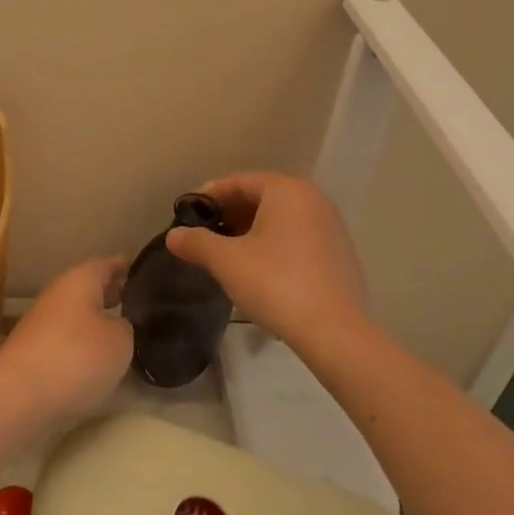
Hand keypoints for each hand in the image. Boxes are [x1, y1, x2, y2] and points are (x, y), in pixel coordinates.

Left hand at [0, 256, 133, 418]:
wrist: (18, 396)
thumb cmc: (76, 356)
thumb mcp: (120, 341)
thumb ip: (125, 327)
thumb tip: (118, 326)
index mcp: (80, 280)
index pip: (106, 264)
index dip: (124, 266)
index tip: (142, 270)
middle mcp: (58, 295)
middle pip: (89, 289)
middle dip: (111, 295)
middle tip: (138, 303)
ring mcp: (41, 324)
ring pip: (76, 316)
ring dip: (95, 322)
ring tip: (122, 335)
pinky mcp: (32, 354)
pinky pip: (66, 341)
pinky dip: (81, 345)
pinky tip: (96, 363)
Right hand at [164, 173, 367, 344]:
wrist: (334, 332)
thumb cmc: (276, 284)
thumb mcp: (227, 261)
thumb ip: (197, 242)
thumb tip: (173, 235)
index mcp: (287, 190)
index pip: (240, 182)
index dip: (210, 196)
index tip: (188, 214)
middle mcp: (313, 199)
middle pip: (262, 197)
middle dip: (231, 213)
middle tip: (205, 234)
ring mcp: (331, 226)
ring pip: (281, 218)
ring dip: (252, 229)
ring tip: (228, 252)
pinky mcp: (340, 253)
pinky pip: (298, 236)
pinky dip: (275, 243)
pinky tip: (260, 269)